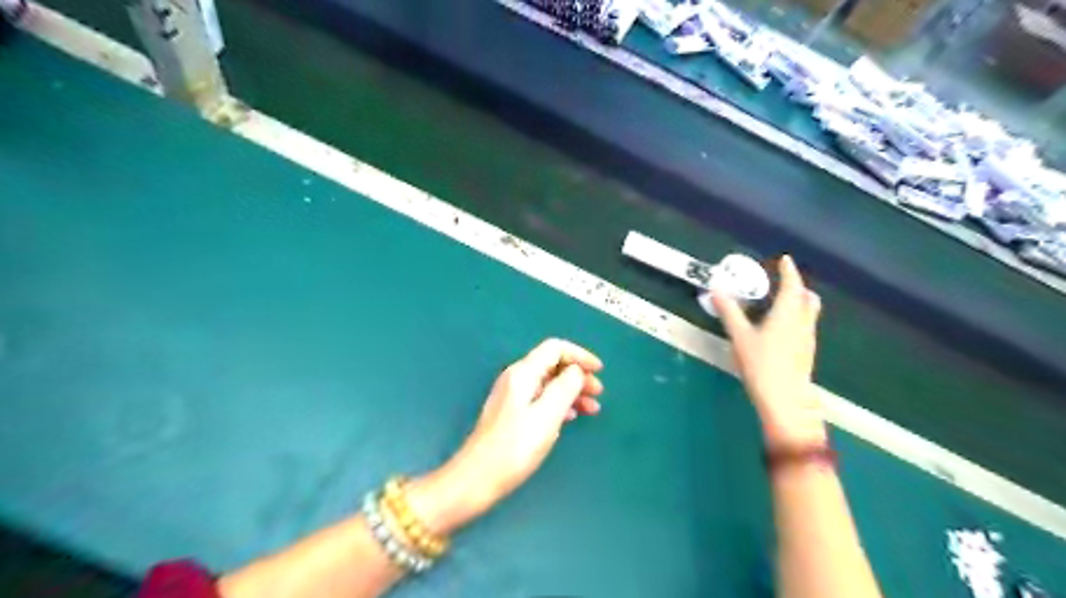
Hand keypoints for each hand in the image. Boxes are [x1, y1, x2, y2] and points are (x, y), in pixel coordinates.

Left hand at [407, 338, 597, 534]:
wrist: (477, 478)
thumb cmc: (514, 447)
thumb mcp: (547, 416)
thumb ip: (565, 388)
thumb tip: (576, 370)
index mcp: (523, 373)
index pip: (555, 348)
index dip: (579, 355)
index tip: (599, 371)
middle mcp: (516, 378)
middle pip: (552, 365)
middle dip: (578, 375)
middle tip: (598, 393)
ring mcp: (512, 396)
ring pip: (549, 383)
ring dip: (572, 391)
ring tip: (592, 408)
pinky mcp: (511, 413)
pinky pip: (541, 398)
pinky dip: (559, 403)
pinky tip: (570, 417)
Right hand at [710, 255, 827, 450]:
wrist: (785, 401)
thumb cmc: (761, 364)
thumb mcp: (739, 336)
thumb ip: (729, 312)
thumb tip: (716, 289)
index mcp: (787, 314)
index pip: (792, 285)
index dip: (789, 271)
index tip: (785, 260)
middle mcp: (802, 323)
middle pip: (807, 299)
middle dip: (798, 287)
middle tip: (784, 281)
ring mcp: (807, 339)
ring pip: (808, 313)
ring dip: (799, 303)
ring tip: (782, 302)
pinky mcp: (806, 353)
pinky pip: (805, 326)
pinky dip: (797, 318)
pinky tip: (783, 328)